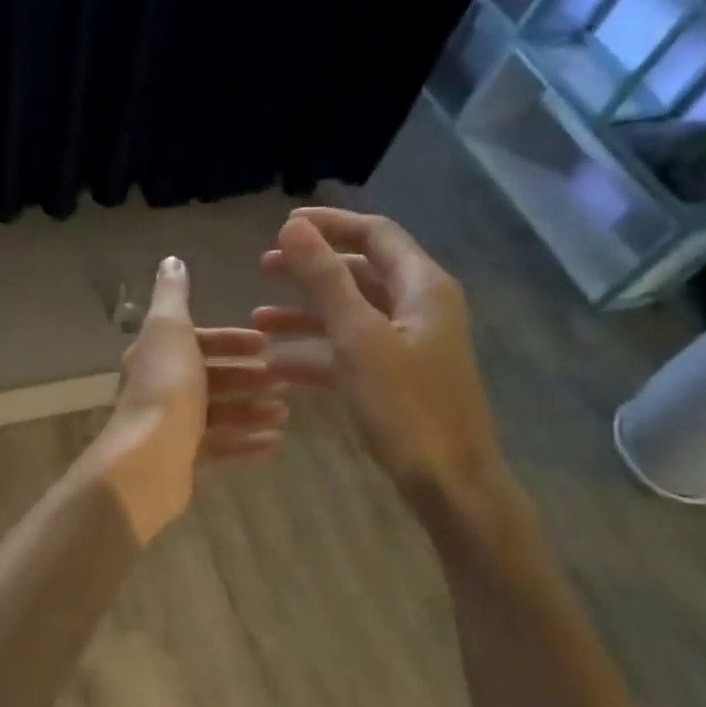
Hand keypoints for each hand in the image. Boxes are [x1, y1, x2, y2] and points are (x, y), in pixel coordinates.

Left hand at [90, 256, 289, 543]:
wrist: (148, 459)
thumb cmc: (166, 388)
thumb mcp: (170, 329)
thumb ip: (173, 296)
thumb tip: (170, 261)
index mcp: (156, 356)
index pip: (196, 341)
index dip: (230, 340)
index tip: (266, 343)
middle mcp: (160, 389)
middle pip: (209, 379)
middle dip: (248, 377)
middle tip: (284, 381)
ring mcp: (170, 428)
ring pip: (218, 415)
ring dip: (252, 410)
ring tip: (285, 413)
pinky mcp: (182, 462)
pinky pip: (220, 450)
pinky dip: (246, 444)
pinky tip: (275, 444)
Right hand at [253, 209, 505, 505]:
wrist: (448, 481)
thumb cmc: (406, 406)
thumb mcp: (358, 338)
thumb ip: (324, 280)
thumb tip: (293, 227)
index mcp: (421, 287)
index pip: (375, 234)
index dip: (330, 224)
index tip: (282, 225)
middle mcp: (417, 307)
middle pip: (359, 272)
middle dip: (310, 269)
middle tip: (262, 267)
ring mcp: (407, 344)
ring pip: (350, 314)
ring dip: (305, 313)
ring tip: (257, 318)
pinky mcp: (395, 377)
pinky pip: (350, 351)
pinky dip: (315, 351)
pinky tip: (276, 364)